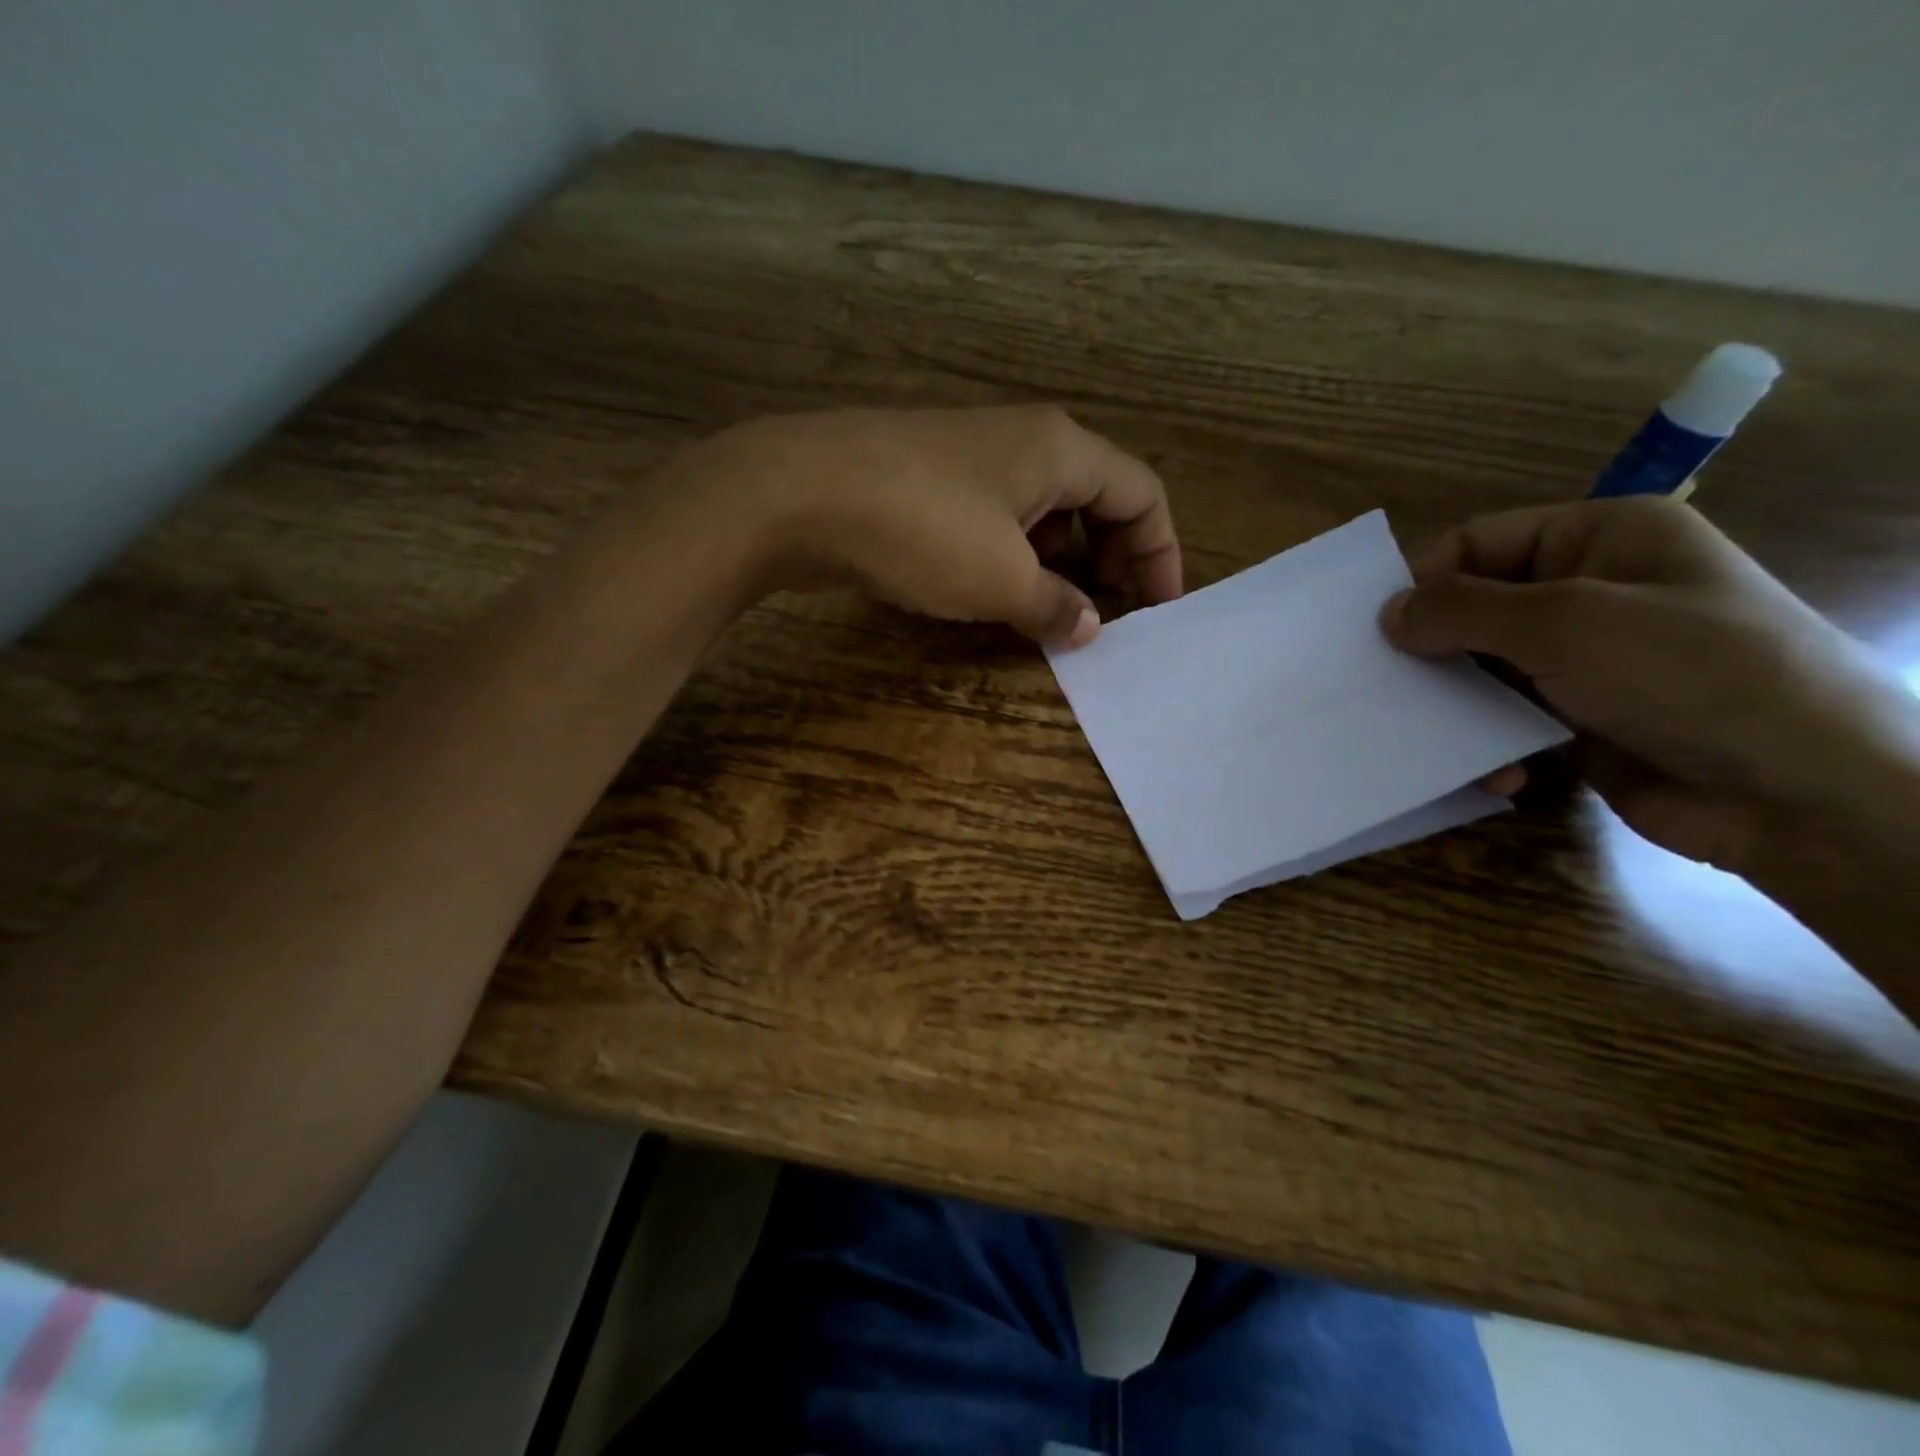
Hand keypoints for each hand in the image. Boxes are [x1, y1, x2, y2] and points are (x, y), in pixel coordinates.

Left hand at [676, 405, 1182, 644]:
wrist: (799, 494)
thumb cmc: (921, 529)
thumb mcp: (1001, 579)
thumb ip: (1055, 606)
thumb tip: (1088, 626)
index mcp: (1060, 449)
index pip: (1142, 493)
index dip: (1161, 553)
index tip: (1157, 611)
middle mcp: (1024, 442)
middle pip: (1097, 499)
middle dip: (1112, 560)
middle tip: (1107, 618)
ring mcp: (972, 459)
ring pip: (1043, 512)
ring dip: (1061, 565)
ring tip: (1057, 618)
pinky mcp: (930, 482)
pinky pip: (998, 521)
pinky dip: (1015, 559)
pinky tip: (1001, 598)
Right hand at [1379, 497, 1919, 873]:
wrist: (1806, 793)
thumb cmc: (1688, 674)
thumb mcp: (1564, 623)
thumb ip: (1462, 610)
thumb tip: (1388, 614)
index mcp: (1601, 538)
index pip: (1478, 542)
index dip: (1425, 581)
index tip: (1378, 632)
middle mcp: (1592, 590)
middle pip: (1475, 608)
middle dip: (1432, 649)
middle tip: (1387, 687)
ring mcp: (1588, 659)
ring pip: (1484, 669)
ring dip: (1458, 706)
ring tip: (1433, 738)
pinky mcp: (1582, 719)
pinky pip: (1508, 719)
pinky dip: (1493, 745)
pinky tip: (1500, 774)